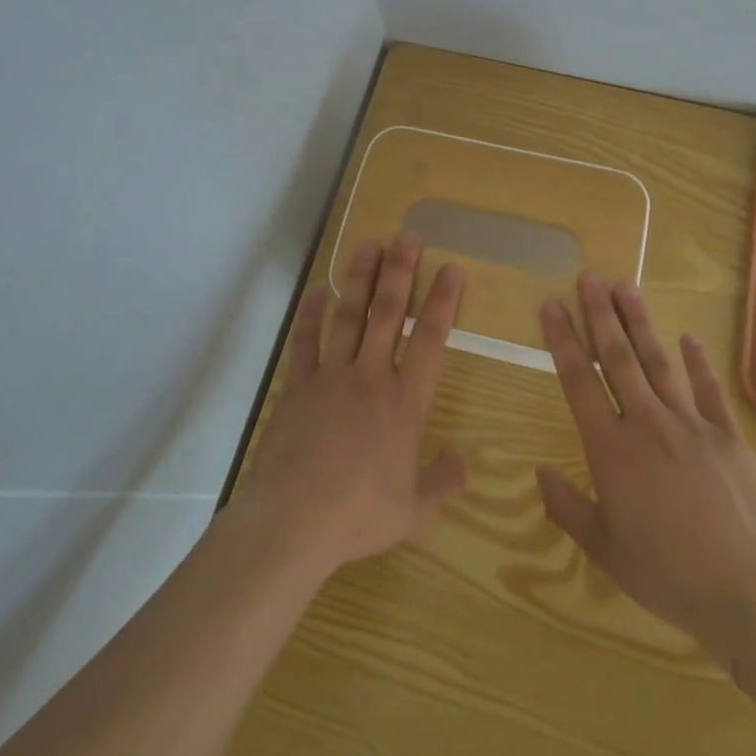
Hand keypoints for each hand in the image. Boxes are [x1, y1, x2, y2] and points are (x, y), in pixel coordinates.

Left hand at [232, 232, 467, 578]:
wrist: (293, 519)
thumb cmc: (359, 514)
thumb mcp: (415, 510)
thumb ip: (443, 481)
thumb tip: (462, 459)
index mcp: (405, 403)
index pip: (431, 340)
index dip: (443, 301)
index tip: (451, 268)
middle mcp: (371, 377)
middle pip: (389, 314)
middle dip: (400, 271)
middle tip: (407, 236)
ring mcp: (331, 377)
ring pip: (349, 317)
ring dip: (360, 279)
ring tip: (368, 244)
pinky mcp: (298, 387)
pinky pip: (306, 342)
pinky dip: (311, 314)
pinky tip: (317, 290)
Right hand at [536, 273, 755, 665]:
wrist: (744, 589)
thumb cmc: (665, 572)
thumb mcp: (604, 548)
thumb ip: (568, 507)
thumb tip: (539, 471)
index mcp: (611, 448)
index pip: (578, 381)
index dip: (563, 340)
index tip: (552, 305)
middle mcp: (646, 423)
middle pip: (618, 357)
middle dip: (600, 313)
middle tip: (589, 276)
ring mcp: (690, 424)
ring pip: (659, 362)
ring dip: (640, 322)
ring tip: (627, 286)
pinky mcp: (727, 435)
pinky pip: (708, 389)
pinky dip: (698, 361)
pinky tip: (689, 337)